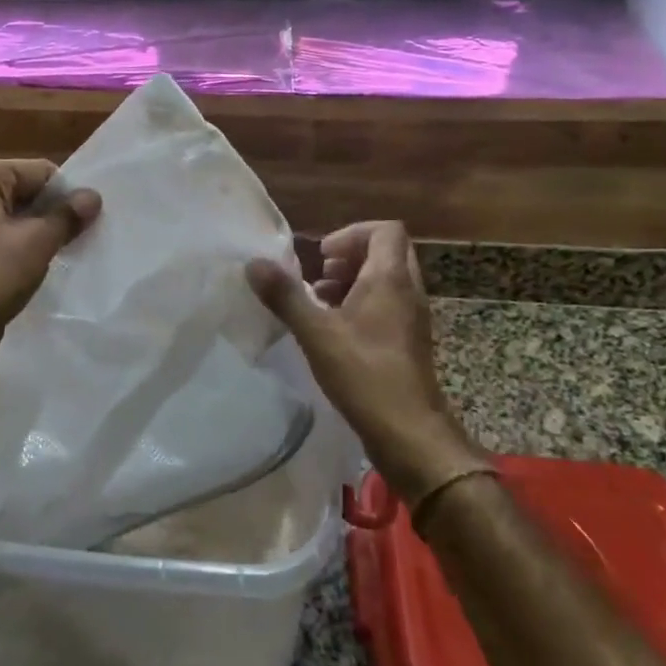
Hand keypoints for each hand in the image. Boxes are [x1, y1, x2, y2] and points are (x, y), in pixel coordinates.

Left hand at [0, 159, 100, 365]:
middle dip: (51, 213)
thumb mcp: (38, 241)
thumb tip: (93, 196)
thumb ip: (68, 215)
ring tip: (62, 254)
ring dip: (35, 234)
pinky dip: (15, 250)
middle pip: (22, 193)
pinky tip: (33, 270)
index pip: (38, 171)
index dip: (66, 193)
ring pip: (9, 220)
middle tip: (80, 236)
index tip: (87, 219)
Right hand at [246, 221, 486, 505]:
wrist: (411, 434)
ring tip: (321, 301)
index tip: (321, 256)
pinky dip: (363, 304)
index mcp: (390, 279)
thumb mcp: (316, 333)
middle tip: (320, 275)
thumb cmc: (365, 375)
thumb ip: (285, 296)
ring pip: (387, 280)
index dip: (351, 234)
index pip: (385, 230)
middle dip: (350, 256)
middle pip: (387, 252)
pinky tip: (335, 331)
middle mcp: (408, 291)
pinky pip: (388, 305)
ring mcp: (412, 318)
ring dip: (355, 281)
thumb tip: (253, 263)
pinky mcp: (409, 342)